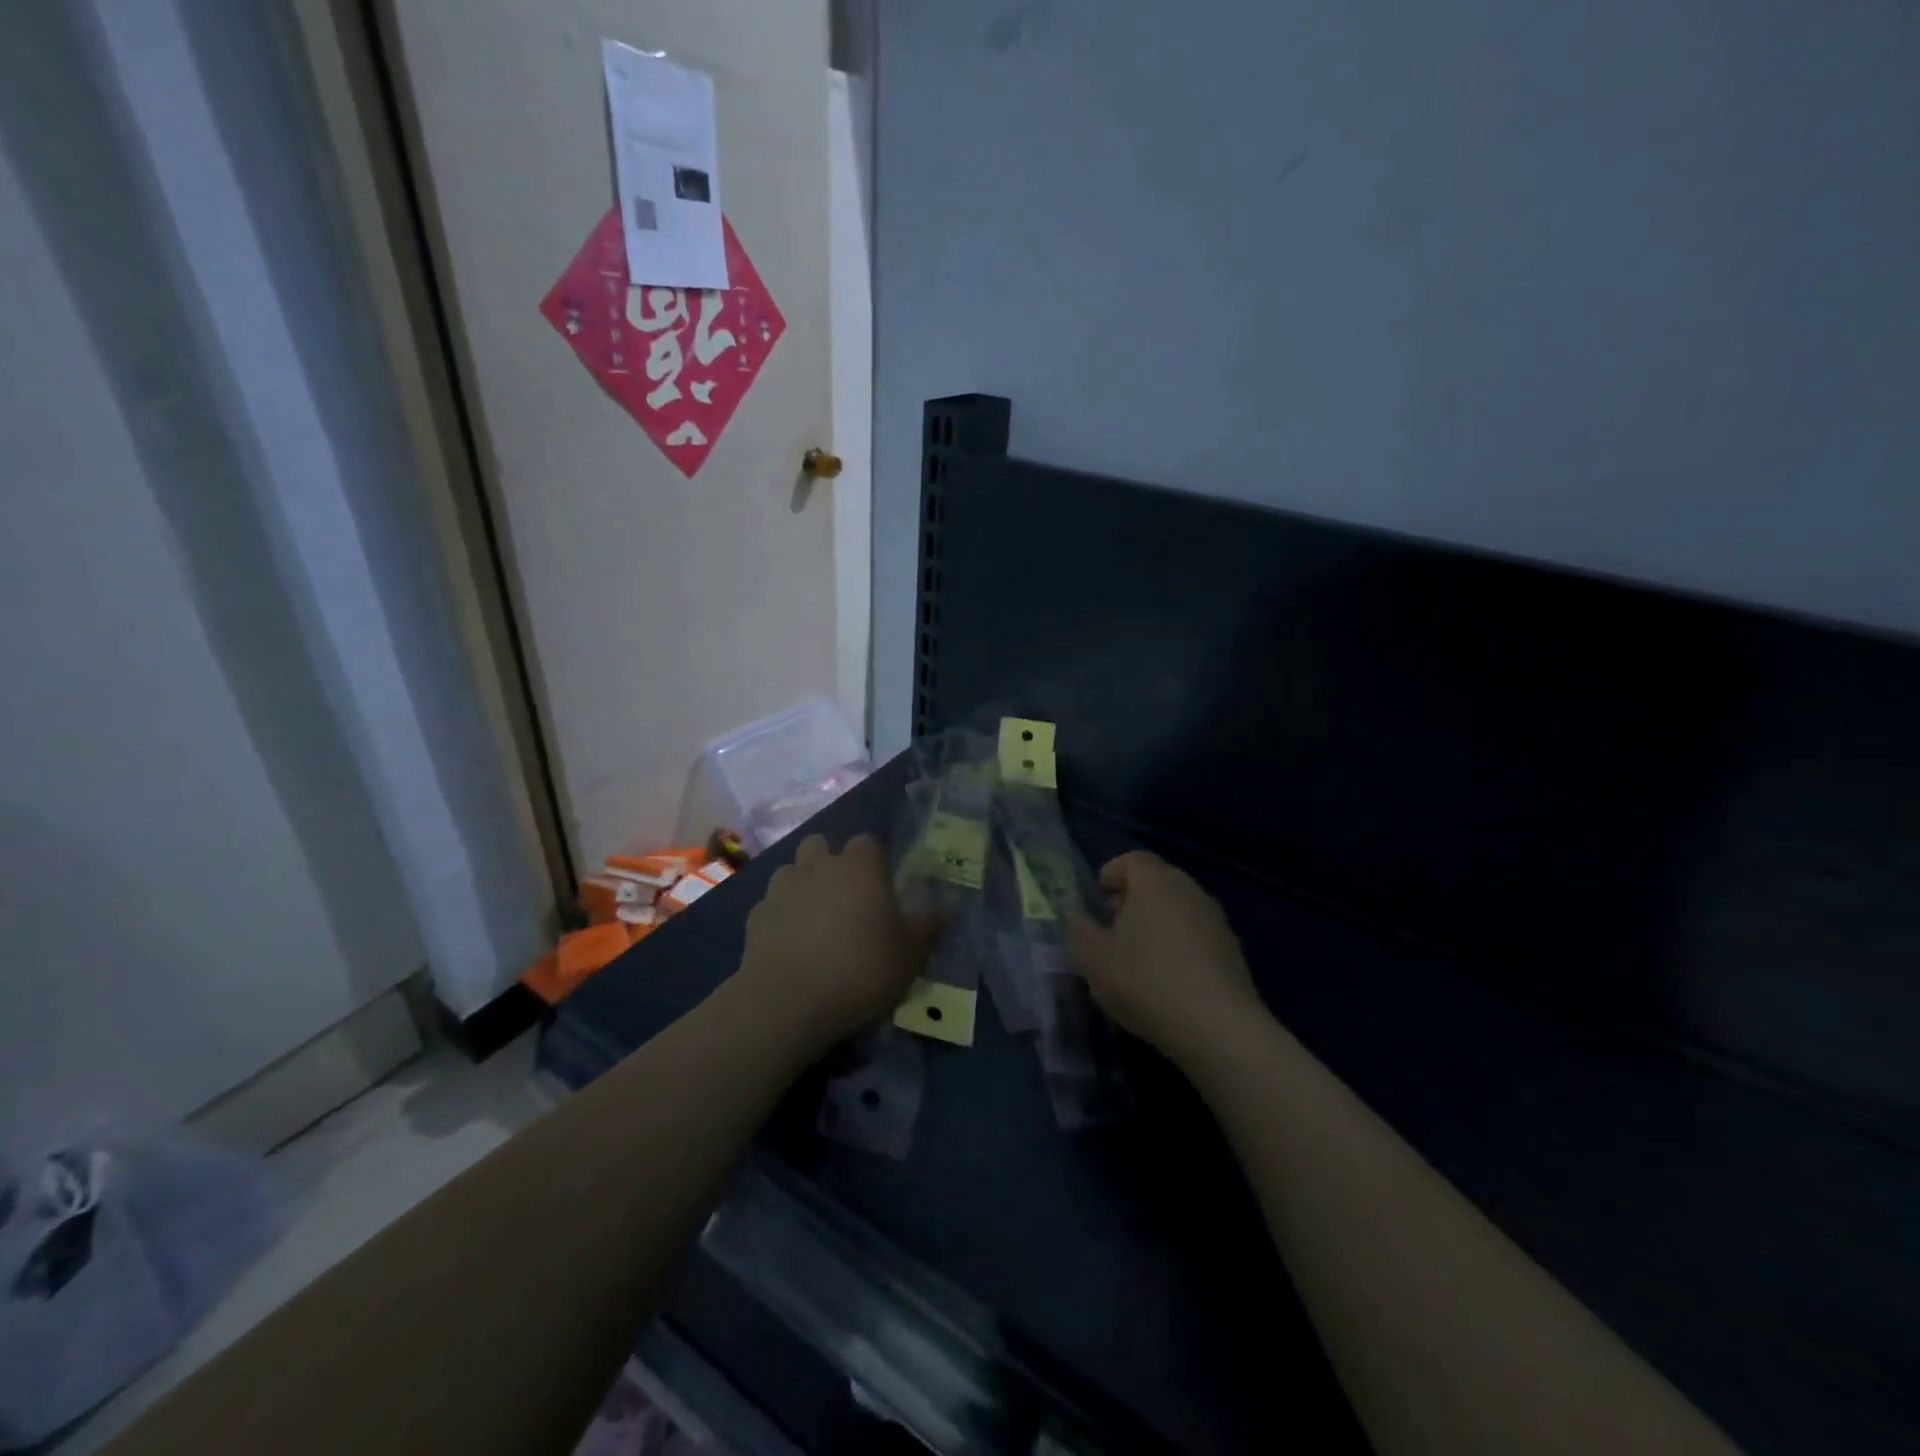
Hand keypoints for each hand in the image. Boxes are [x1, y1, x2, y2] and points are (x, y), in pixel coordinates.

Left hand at [736, 833, 936, 1053]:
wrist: (788, 1003)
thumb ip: (925, 928)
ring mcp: (781, 888)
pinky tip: (789, 945)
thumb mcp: (909, 956)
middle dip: (830, 863)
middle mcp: (818, 866)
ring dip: (802, 886)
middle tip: (845, 899)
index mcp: (860, 867)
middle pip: (820, 845)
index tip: (881, 887)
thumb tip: (943, 910)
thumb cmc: (860, 970)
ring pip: (791, 871)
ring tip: (814, 921)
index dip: (874, 861)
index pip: (868, 842)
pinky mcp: (755, 916)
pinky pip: (771, 905)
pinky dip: (780, 916)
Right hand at [1067, 850, 1264, 1066]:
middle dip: (1131, 900)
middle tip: (1111, 928)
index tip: (1098, 897)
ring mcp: (1216, 921)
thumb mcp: (1093, 958)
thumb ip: (1078, 930)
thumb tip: (1076, 916)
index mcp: (1156, 881)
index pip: (1132, 859)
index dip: (1112, 873)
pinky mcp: (1233, 953)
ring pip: (1178, 910)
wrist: (1219, 1028)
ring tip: (1135, 958)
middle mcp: (1190, 890)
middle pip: (1157, 882)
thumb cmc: (1146, 981)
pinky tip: (1165, 981)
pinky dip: (1177, 947)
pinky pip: (1196, 937)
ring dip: (1155, 925)